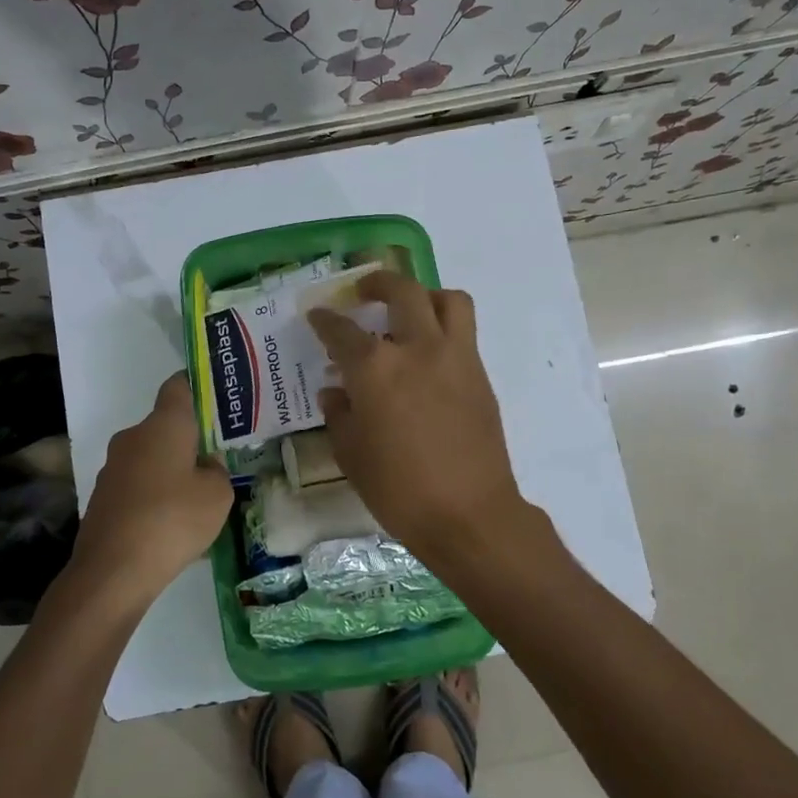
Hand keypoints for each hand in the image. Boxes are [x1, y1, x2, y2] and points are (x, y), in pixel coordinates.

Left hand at [67, 373, 232, 609]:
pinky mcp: (102, 496)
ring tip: (195, 499)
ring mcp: (113, 467)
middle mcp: (133, 436)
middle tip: (216, 460)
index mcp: (164, 425)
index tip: (216, 400)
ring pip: (150, 457)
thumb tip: (204, 466)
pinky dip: (153, 495)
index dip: (197, 387)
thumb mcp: (218, 495)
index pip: (178, 386)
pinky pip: (137, 484)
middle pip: (165, 426)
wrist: (113, 571)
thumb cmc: (173, 520)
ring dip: (170, 470)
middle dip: (189, 440)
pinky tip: (169, 524)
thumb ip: (217, 472)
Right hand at [308, 273, 526, 559]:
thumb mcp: (351, 455)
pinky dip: (444, 327)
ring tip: (410, 310)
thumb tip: (335, 391)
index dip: (325, 321)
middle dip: (379, 283)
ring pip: (447, 300)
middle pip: (402, 292)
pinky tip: (428, 354)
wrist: (469, 514)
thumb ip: (339, 414)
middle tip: (365, 292)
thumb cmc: (399, 490)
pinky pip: (464, 332)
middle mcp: (417, 349)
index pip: (342, 331)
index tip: (318, 315)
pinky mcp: (479, 375)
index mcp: (375, 370)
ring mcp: (455, 358)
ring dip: (425, 295)